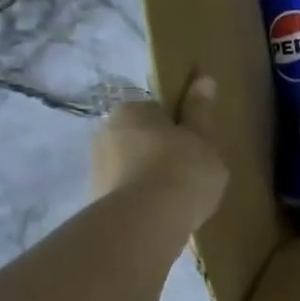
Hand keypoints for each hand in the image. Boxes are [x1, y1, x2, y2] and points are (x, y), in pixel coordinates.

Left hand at [91, 74, 228, 230]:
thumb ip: (200, 111)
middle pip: (141, 138)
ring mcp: (97, 169)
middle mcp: (106, 133)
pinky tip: (163, 215)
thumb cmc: (182, 169)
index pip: (157, 112)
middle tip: (190, 172)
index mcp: (131, 110)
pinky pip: (127, 194)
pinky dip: (142, 200)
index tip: (195, 146)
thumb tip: (203, 78)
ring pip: (132, 167)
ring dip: (150, 177)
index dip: (179, 128)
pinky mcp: (96, 201)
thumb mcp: (203, 139)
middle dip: (160, 152)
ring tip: (179, 199)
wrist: (147, 222)